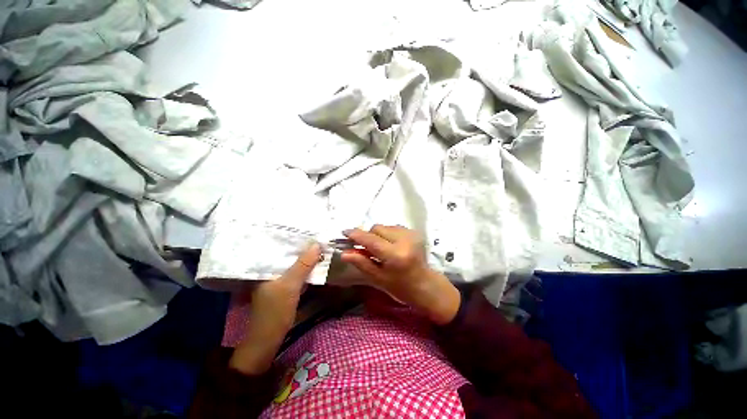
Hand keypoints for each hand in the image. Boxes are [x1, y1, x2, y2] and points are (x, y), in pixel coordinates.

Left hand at [229, 243, 321, 374]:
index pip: (277, 246)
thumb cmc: (275, 311)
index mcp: (264, 267)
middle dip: (300, 246)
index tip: (307, 228)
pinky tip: (313, 260)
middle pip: (286, 253)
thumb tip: (317, 244)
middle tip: (315, 233)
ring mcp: (276, 278)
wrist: (269, 339)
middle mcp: (268, 270)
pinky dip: (303, 266)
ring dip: (303, 256)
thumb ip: (303, 265)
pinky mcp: (283, 286)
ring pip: (291, 262)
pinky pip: (294, 271)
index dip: (292, 237)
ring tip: (316, 243)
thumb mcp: (290, 286)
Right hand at [341, 225, 459, 324]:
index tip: (345, 232)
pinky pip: (393, 227)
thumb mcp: (378, 278)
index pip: (371, 240)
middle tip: (366, 248)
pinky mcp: (414, 232)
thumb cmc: (400, 286)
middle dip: (368, 236)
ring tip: (381, 248)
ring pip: (385, 226)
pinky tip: (391, 245)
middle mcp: (404, 240)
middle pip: (377, 228)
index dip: (356, 235)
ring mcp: (411, 234)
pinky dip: (387, 234)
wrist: (425, 284)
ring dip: (378, 235)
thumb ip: (362, 263)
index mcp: (395, 255)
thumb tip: (344, 252)